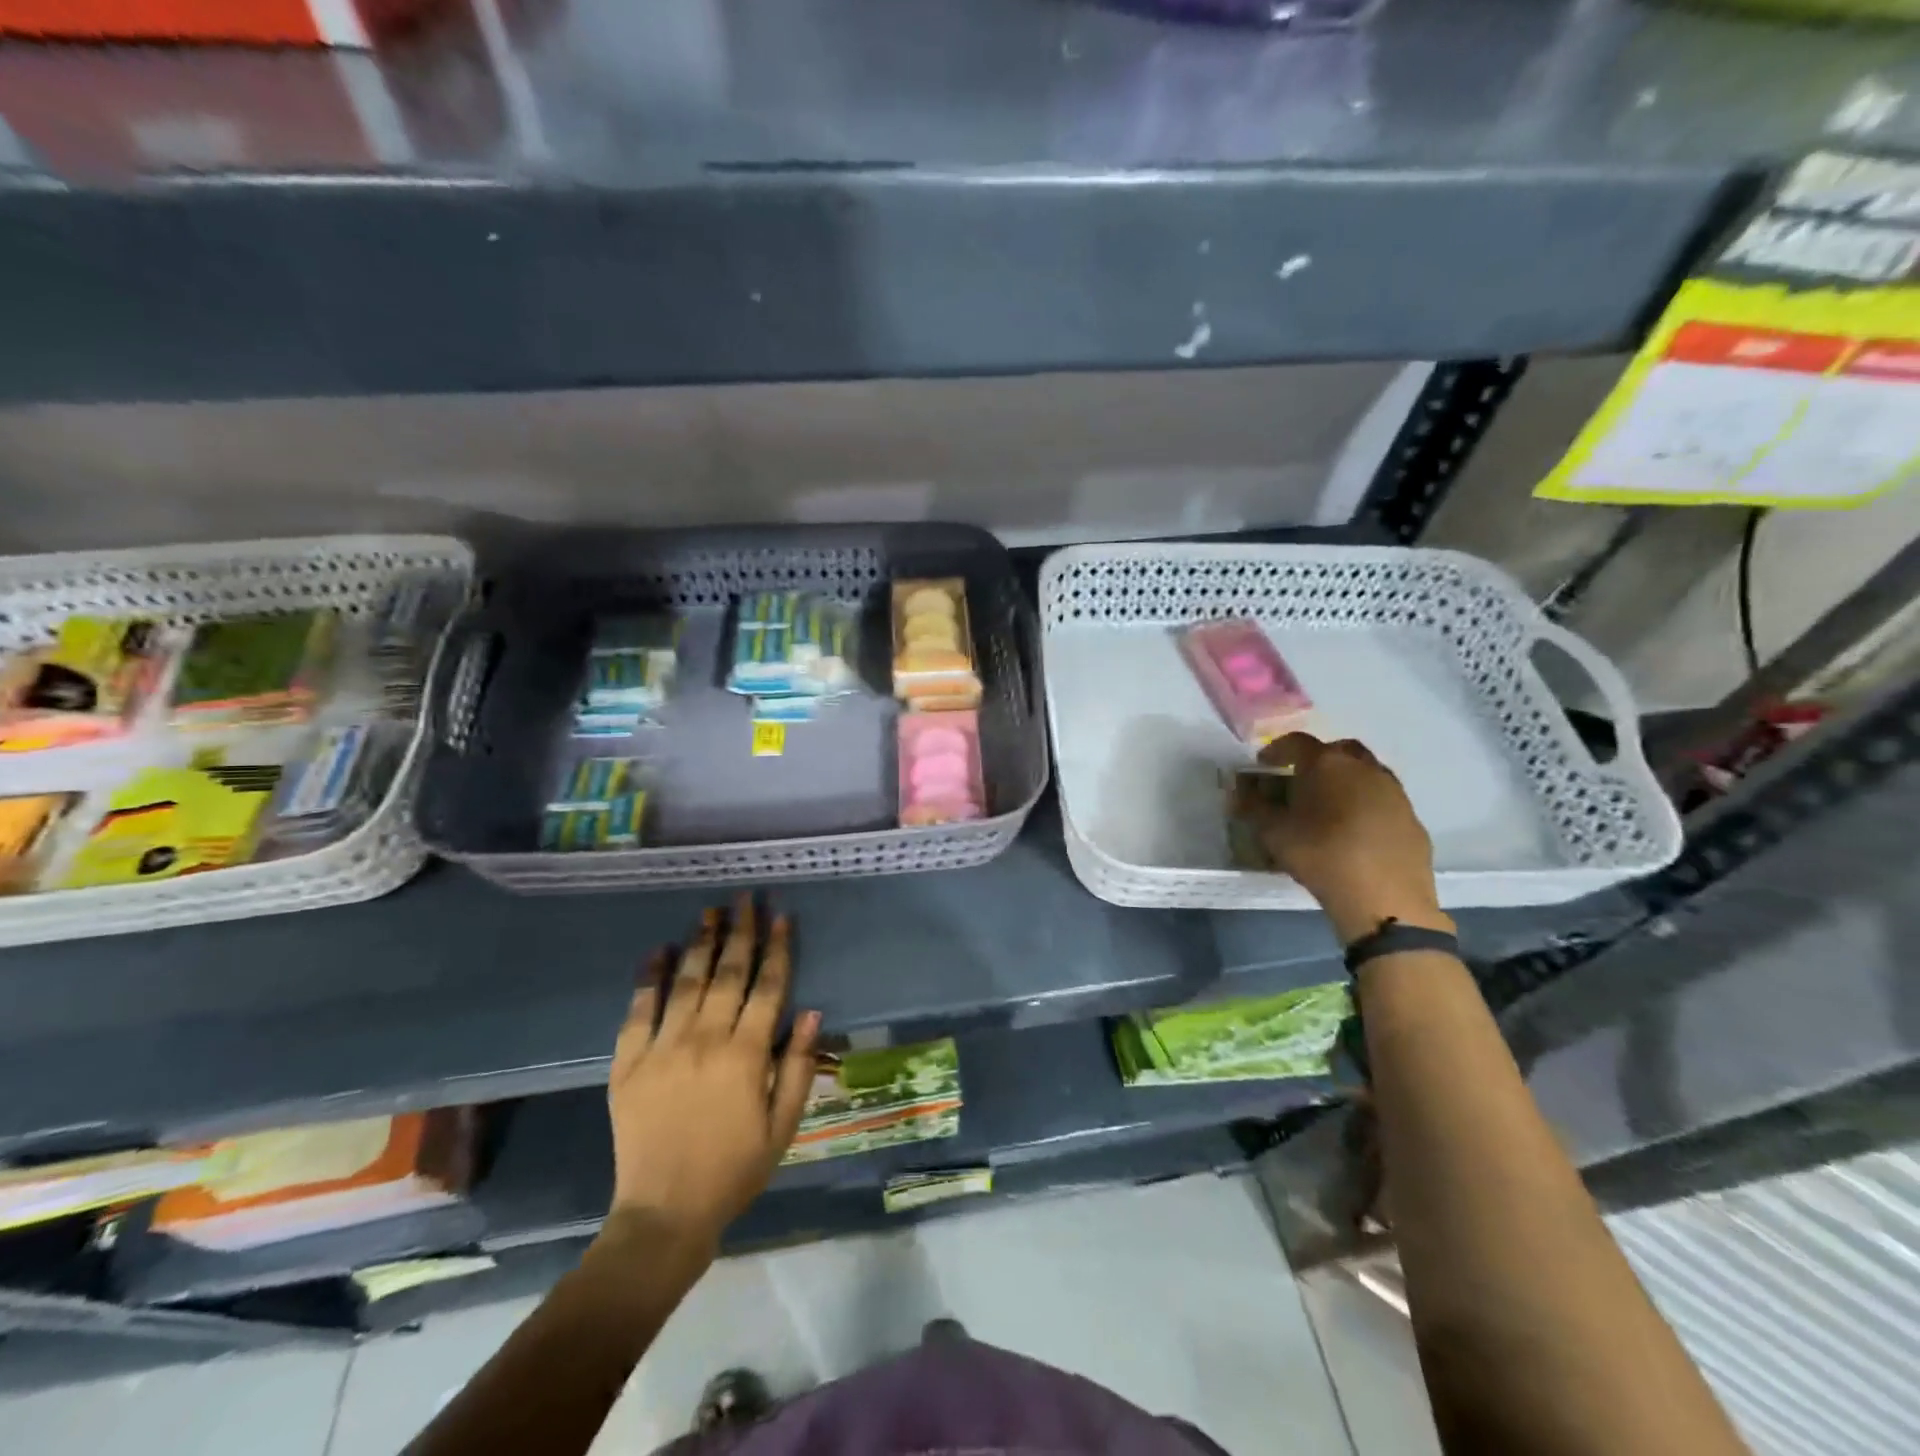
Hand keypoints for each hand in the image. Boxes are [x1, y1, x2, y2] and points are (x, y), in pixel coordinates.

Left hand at [603, 894, 820, 1253]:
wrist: (664, 1214)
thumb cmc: (734, 1170)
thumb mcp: (783, 1125)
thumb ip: (797, 1066)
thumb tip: (812, 1011)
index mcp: (745, 1055)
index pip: (767, 987)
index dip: (777, 948)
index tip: (781, 916)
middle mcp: (705, 1039)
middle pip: (728, 972)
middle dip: (740, 931)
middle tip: (746, 898)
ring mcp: (662, 1048)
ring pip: (686, 981)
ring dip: (700, 942)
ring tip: (709, 911)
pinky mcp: (628, 1063)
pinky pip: (638, 1010)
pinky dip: (649, 978)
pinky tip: (657, 951)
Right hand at [1237, 733, 1450, 944]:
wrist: (1385, 898)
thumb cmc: (1321, 856)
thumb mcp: (1273, 833)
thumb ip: (1253, 808)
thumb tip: (1239, 794)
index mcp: (1327, 764)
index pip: (1296, 743)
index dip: (1276, 751)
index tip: (1263, 765)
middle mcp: (1364, 768)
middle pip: (1338, 750)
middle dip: (1317, 759)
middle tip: (1301, 780)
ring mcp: (1393, 791)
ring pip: (1366, 772)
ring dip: (1345, 780)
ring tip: (1329, 806)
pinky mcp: (1411, 817)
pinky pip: (1383, 800)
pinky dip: (1366, 804)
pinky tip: (1355, 831)